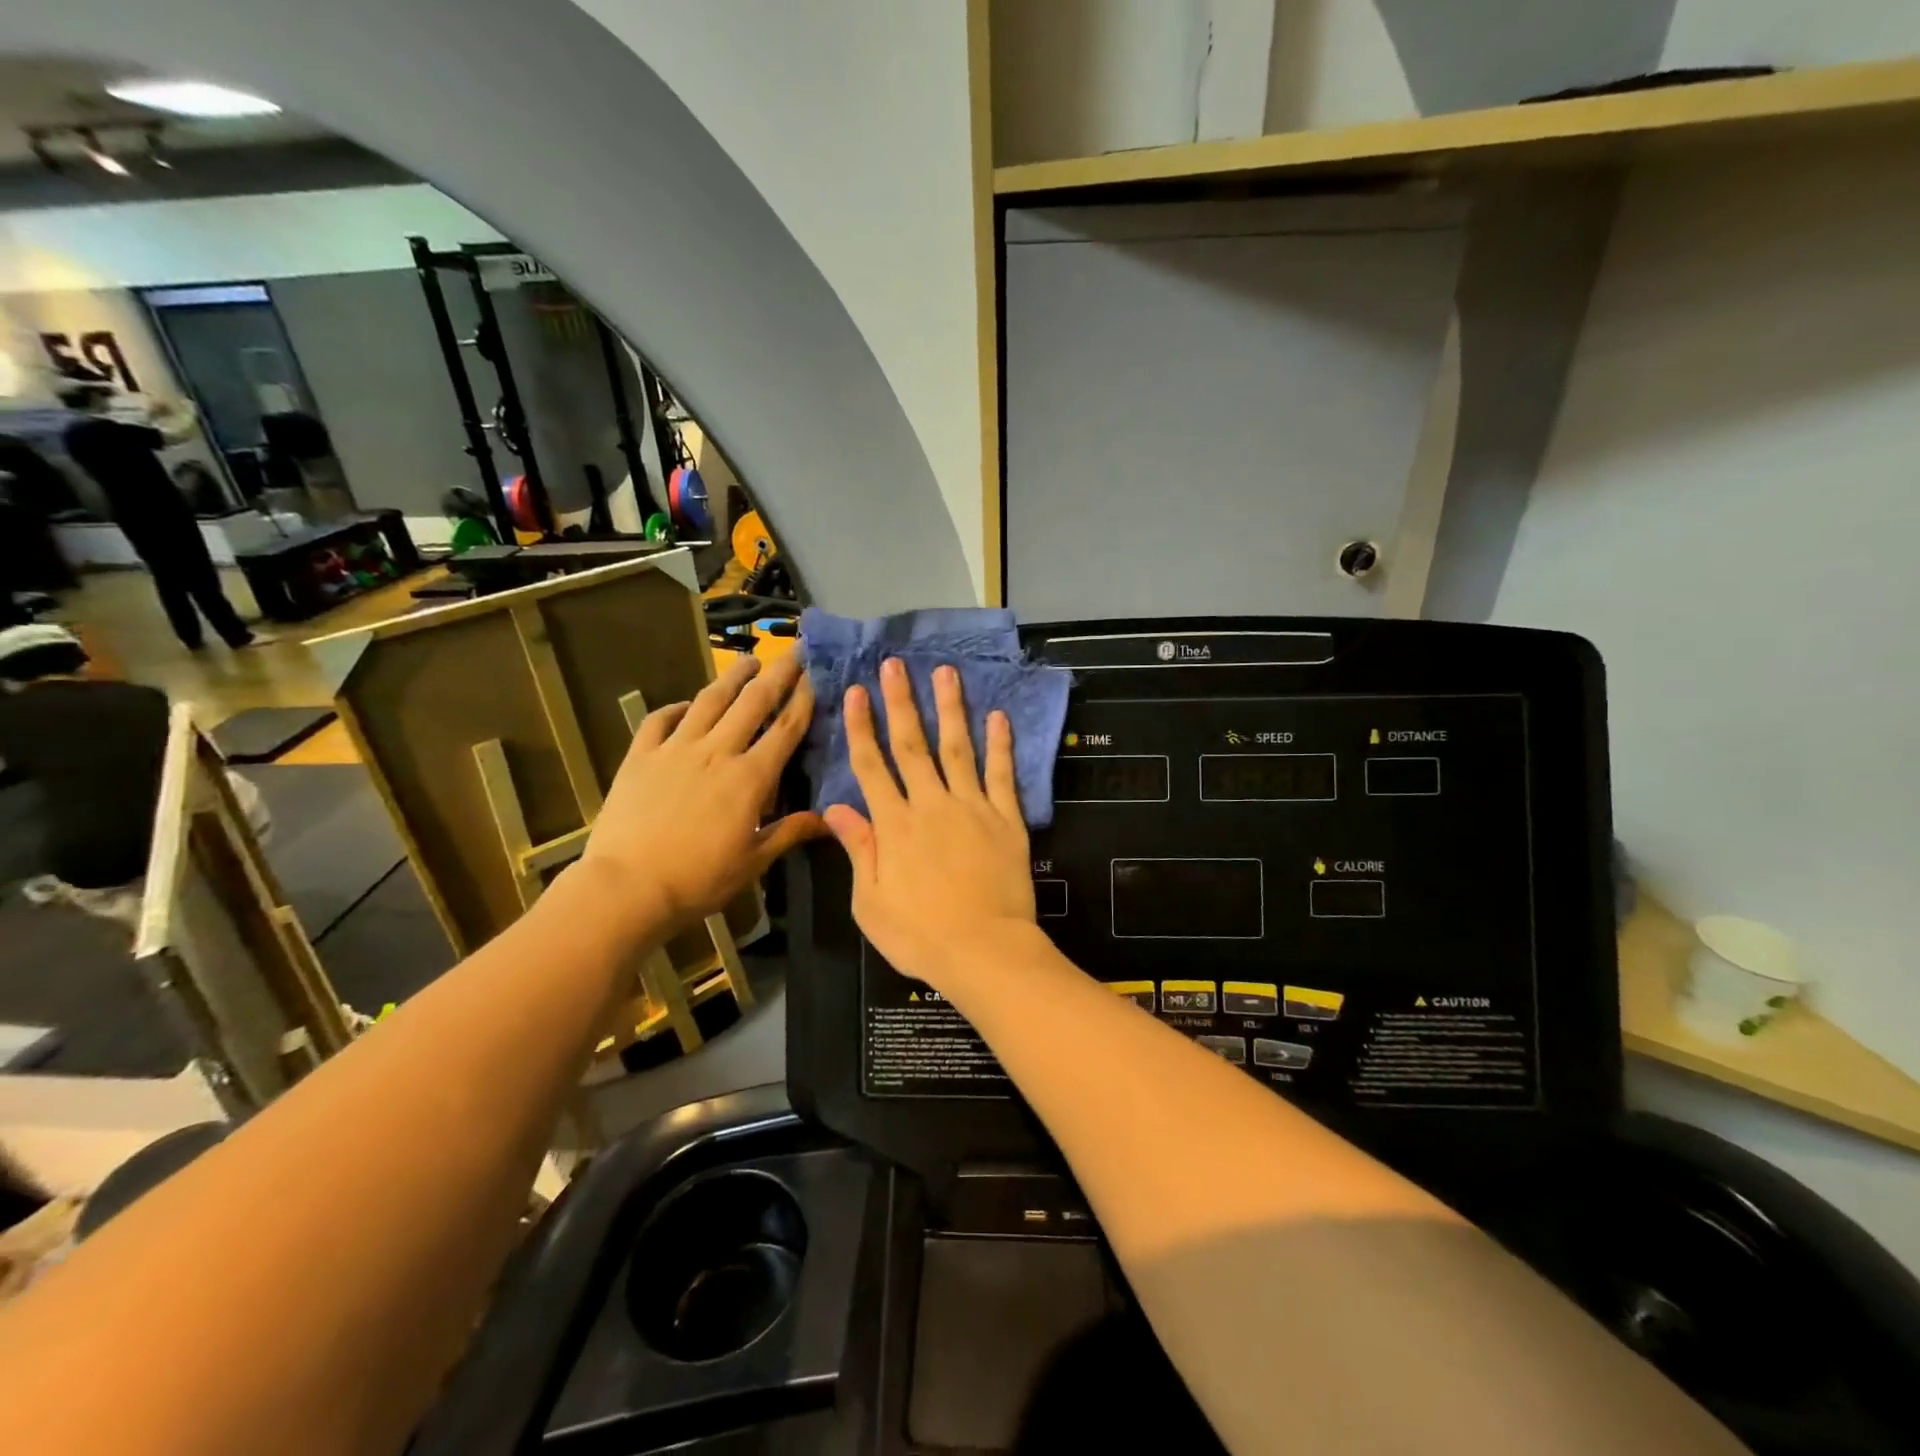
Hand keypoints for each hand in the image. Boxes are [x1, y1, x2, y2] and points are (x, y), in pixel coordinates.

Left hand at [577, 652, 825, 936]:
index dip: (803, 699)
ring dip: (732, 678)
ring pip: (709, 701)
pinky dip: (675, 708)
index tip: (816, 675)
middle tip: (793, 651)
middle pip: (753, 703)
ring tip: (748, 661)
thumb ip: (790, 832)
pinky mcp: (640, 757)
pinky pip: (659, 721)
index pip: (785, 729)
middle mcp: (717, 752)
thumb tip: (828, 819)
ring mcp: (675, 750)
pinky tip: (685, 705)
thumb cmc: (698, 879)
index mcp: (750, 777)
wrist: (627, 887)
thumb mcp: (753, 860)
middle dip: (777, 673)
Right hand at [826, 658, 1038, 993]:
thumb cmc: (920, 935)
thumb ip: (859, 850)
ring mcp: (971, 808)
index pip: (871, 766)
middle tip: (895, 665)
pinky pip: (1001, 775)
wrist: (984, 951)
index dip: (861, 727)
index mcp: (894, 826)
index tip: (856, 692)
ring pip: (957, 748)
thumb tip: (836, 809)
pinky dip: (1000, 744)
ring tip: (946, 673)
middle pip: (912, 745)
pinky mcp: (1006, 819)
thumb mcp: (870, 902)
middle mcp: (930, 805)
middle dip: (901, 702)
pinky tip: (997, 716)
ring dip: (950, 709)